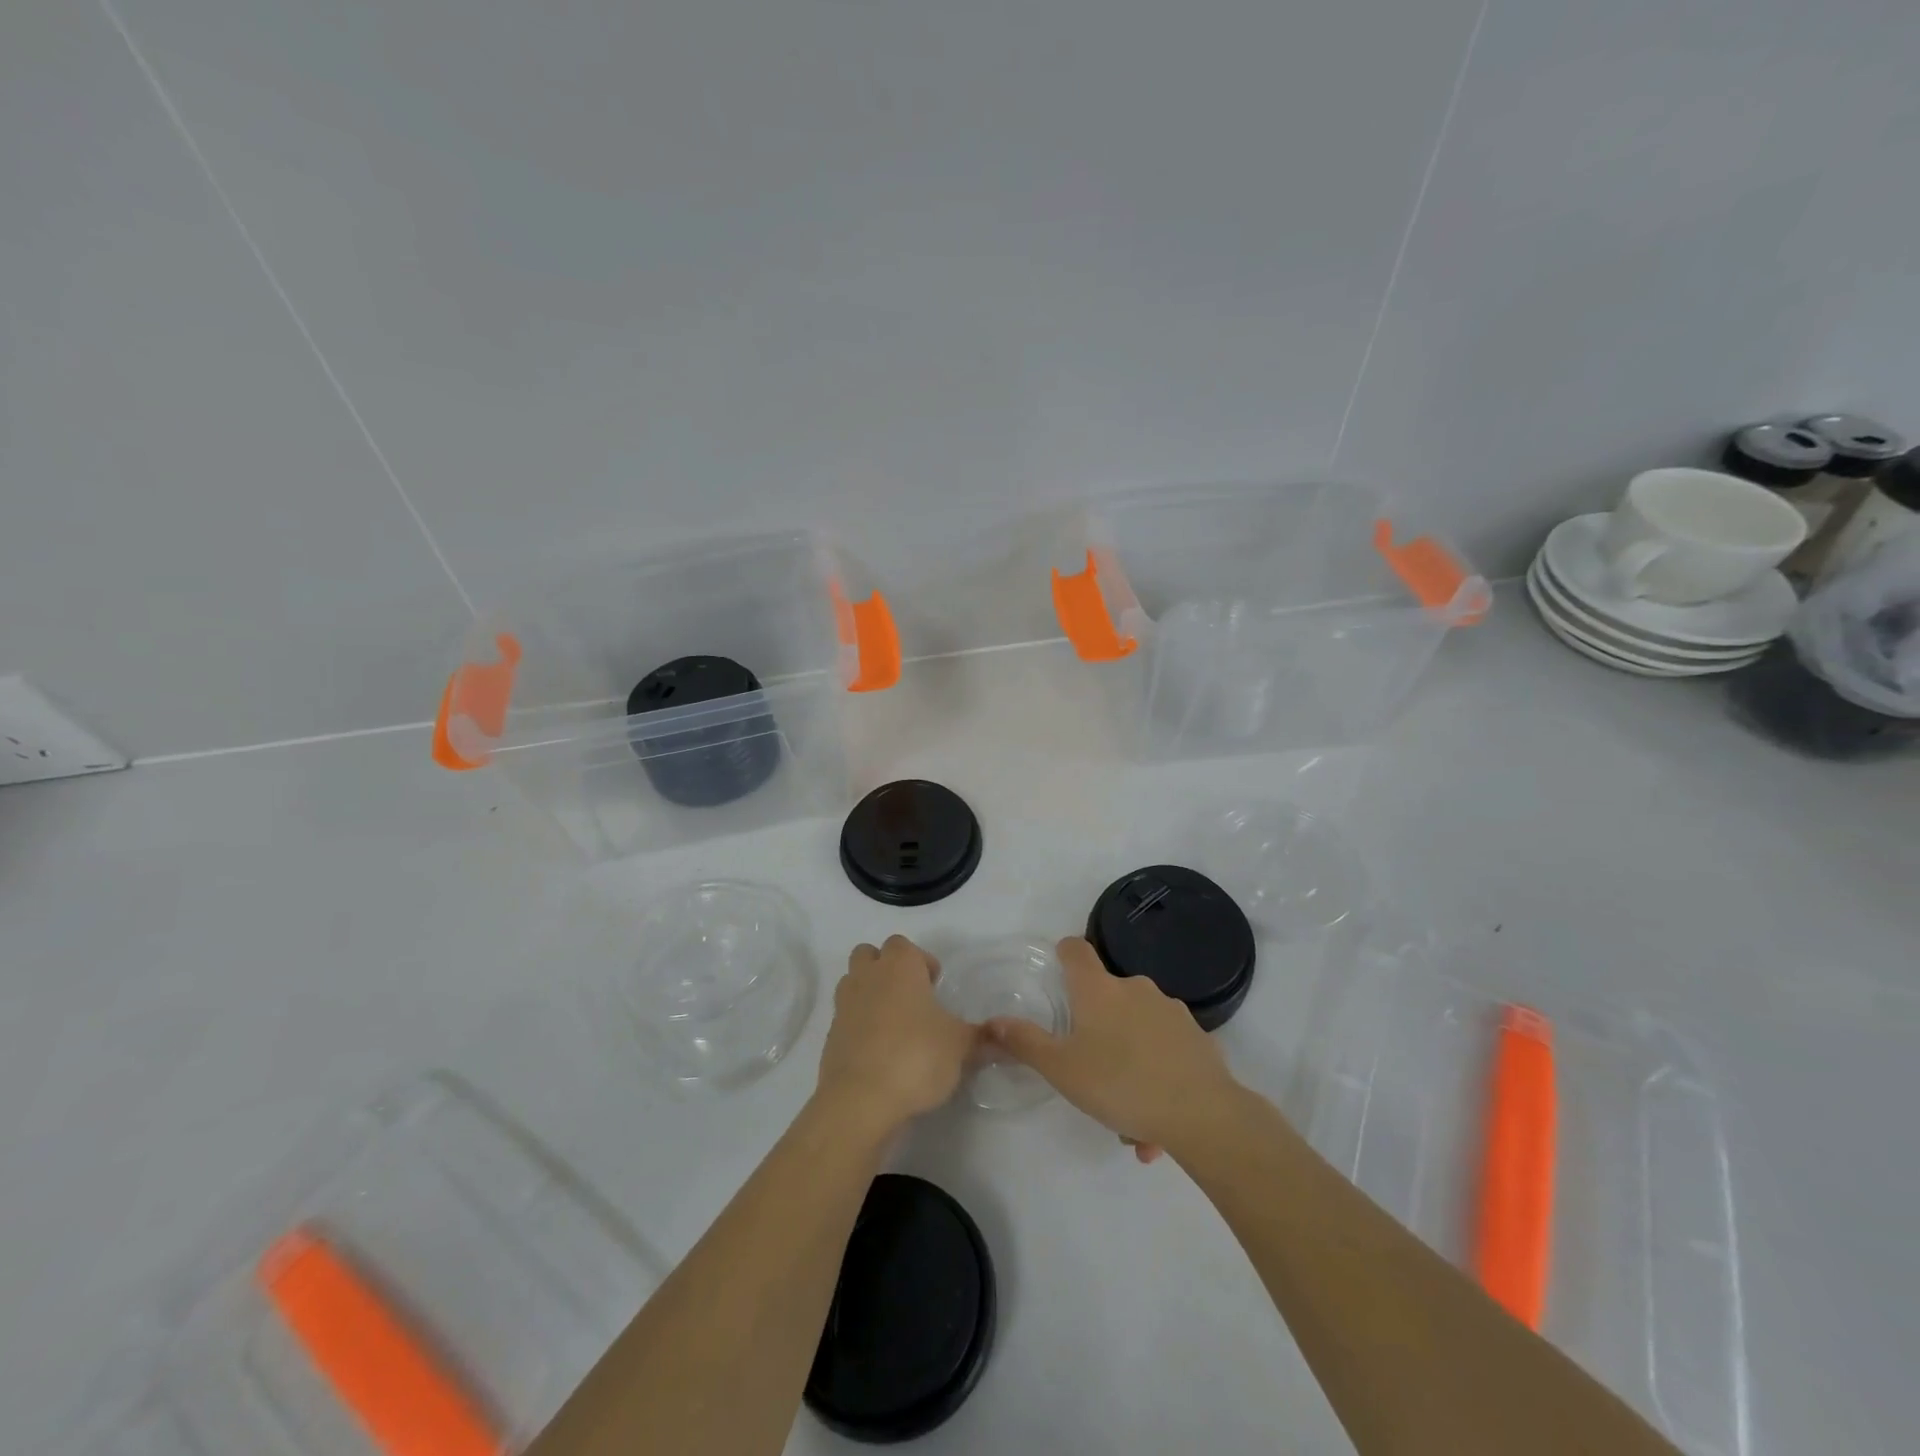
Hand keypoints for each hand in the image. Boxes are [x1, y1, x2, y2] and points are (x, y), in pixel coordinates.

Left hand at [816, 935, 977, 1135]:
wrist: (861, 1099)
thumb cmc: (916, 1056)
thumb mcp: (960, 1046)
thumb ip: (979, 1037)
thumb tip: (999, 1036)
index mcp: (899, 966)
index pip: (903, 945)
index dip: (920, 961)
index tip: (934, 986)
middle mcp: (868, 976)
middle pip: (869, 954)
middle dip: (886, 968)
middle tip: (910, 997)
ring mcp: (844, 1005)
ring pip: (853, 982)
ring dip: (869, 993)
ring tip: (894, 1023)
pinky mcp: (830, 1036)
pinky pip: (846, 1017)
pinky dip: (859, 1026)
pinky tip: (879, 1051)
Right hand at [987, 936, 1239, 1162]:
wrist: (1202, 1113)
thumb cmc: (1120, 1083)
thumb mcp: (1061, 1069)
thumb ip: (1025, 1043)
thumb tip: (993, 1021)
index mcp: (1099, 990)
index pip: (1076, 950)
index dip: (1063, 953)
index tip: (1057, 967)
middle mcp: (1136, 988)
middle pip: (1107, 995)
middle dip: (1097, 1031)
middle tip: (1090, 1076)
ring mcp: (1171, 1010)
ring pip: (1138, 1030)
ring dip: (1128, 1061)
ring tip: (1128, 1118)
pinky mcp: (1197, 1037)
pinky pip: (1166, 1051)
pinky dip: (1157, 1076)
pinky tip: (1155, 1122)